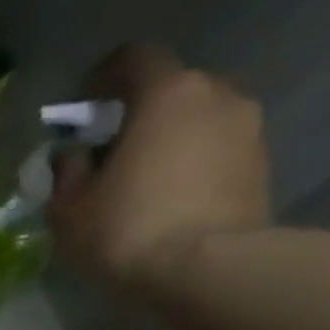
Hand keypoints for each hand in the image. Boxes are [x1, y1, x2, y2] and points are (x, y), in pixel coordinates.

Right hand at [48, 44, 271, 284]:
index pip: (133, 59)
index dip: (102, 78)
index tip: (83, 107)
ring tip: (140, 182)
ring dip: (169, 140)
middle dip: (139, 113)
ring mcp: (247, 128)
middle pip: (171, 89)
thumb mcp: (69, 208)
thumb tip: (76, 157)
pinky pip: (216, 151)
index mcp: (166, 94)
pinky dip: (191, 165)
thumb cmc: (126, 229)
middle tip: (111, 152)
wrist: (207, 270)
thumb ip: (68, 173)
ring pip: (197, 120)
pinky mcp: (262, 164)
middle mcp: (216, 94)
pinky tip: (168, 202)